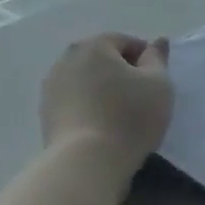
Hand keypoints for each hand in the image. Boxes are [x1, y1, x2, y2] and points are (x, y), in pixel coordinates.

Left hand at [41, 33, 172, 168]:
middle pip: (102, 59)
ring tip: (120, 115)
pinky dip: (88, 106)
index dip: (145, 59)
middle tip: (140, 98)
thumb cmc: (130, 118)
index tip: (156, 83)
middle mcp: (67, 59)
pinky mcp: (45, 113)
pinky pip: (74, 101)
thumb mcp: (158, 84)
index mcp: (95, 46)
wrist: (87, 162)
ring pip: (86, 80)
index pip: (125, 42)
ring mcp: (52, 86)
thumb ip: (157, 58)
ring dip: (102, 89)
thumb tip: (156, 42)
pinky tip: (101, 127)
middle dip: (121, 72)